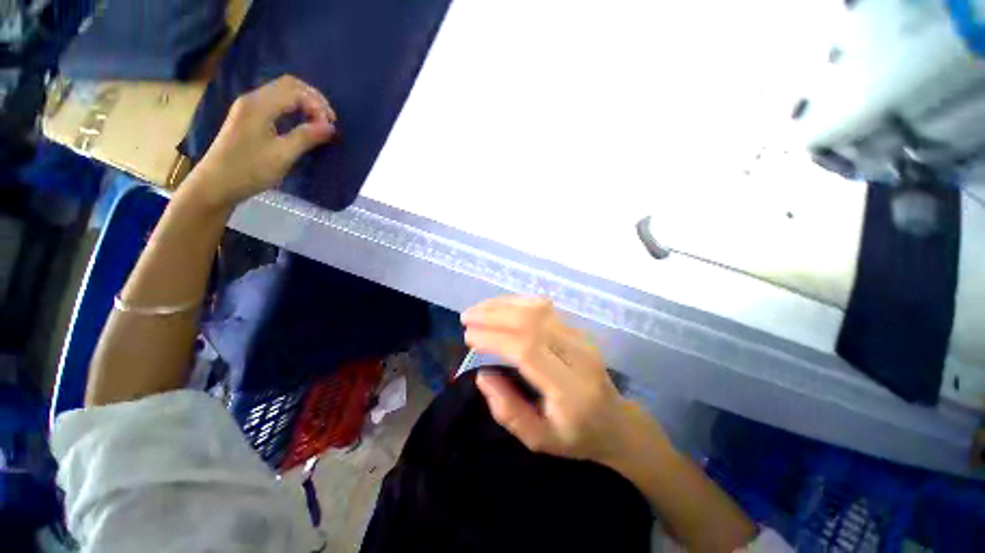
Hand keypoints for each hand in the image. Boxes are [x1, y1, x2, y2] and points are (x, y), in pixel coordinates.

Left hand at [188, 75, 336, 208]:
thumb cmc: (250, 169)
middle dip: (313, 100)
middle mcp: (253, 99)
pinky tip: (303, 124)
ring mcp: (249, 108)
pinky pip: (277, 103)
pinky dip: (295, 109)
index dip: (317, 105)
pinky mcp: (249, 118)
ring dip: (305, 104)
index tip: (330, 127)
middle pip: (289, 85)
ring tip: (320, 124)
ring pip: (283, 93)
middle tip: (329, 122)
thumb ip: (307, 137)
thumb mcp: (283, 155)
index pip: (295, 90)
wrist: (217, 183)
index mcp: (260, 105)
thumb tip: (330, 127)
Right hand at [462, 296, 664, 465]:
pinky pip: (543, 307)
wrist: (615, 422)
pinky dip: (516, 302)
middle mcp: (578, 355)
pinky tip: (499, 306)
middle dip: (494, 315)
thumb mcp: (539, 441)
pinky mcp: (576, 328)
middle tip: (467, 318)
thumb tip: (483, 375)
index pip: (528, 349)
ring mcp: (580, 337)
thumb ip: (508, 411)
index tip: (469, 337)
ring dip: (503, 305)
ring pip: (538, 308)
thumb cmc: (576, 436)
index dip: (495, 338)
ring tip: (477, 310)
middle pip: (532, 321)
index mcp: (570, 389)